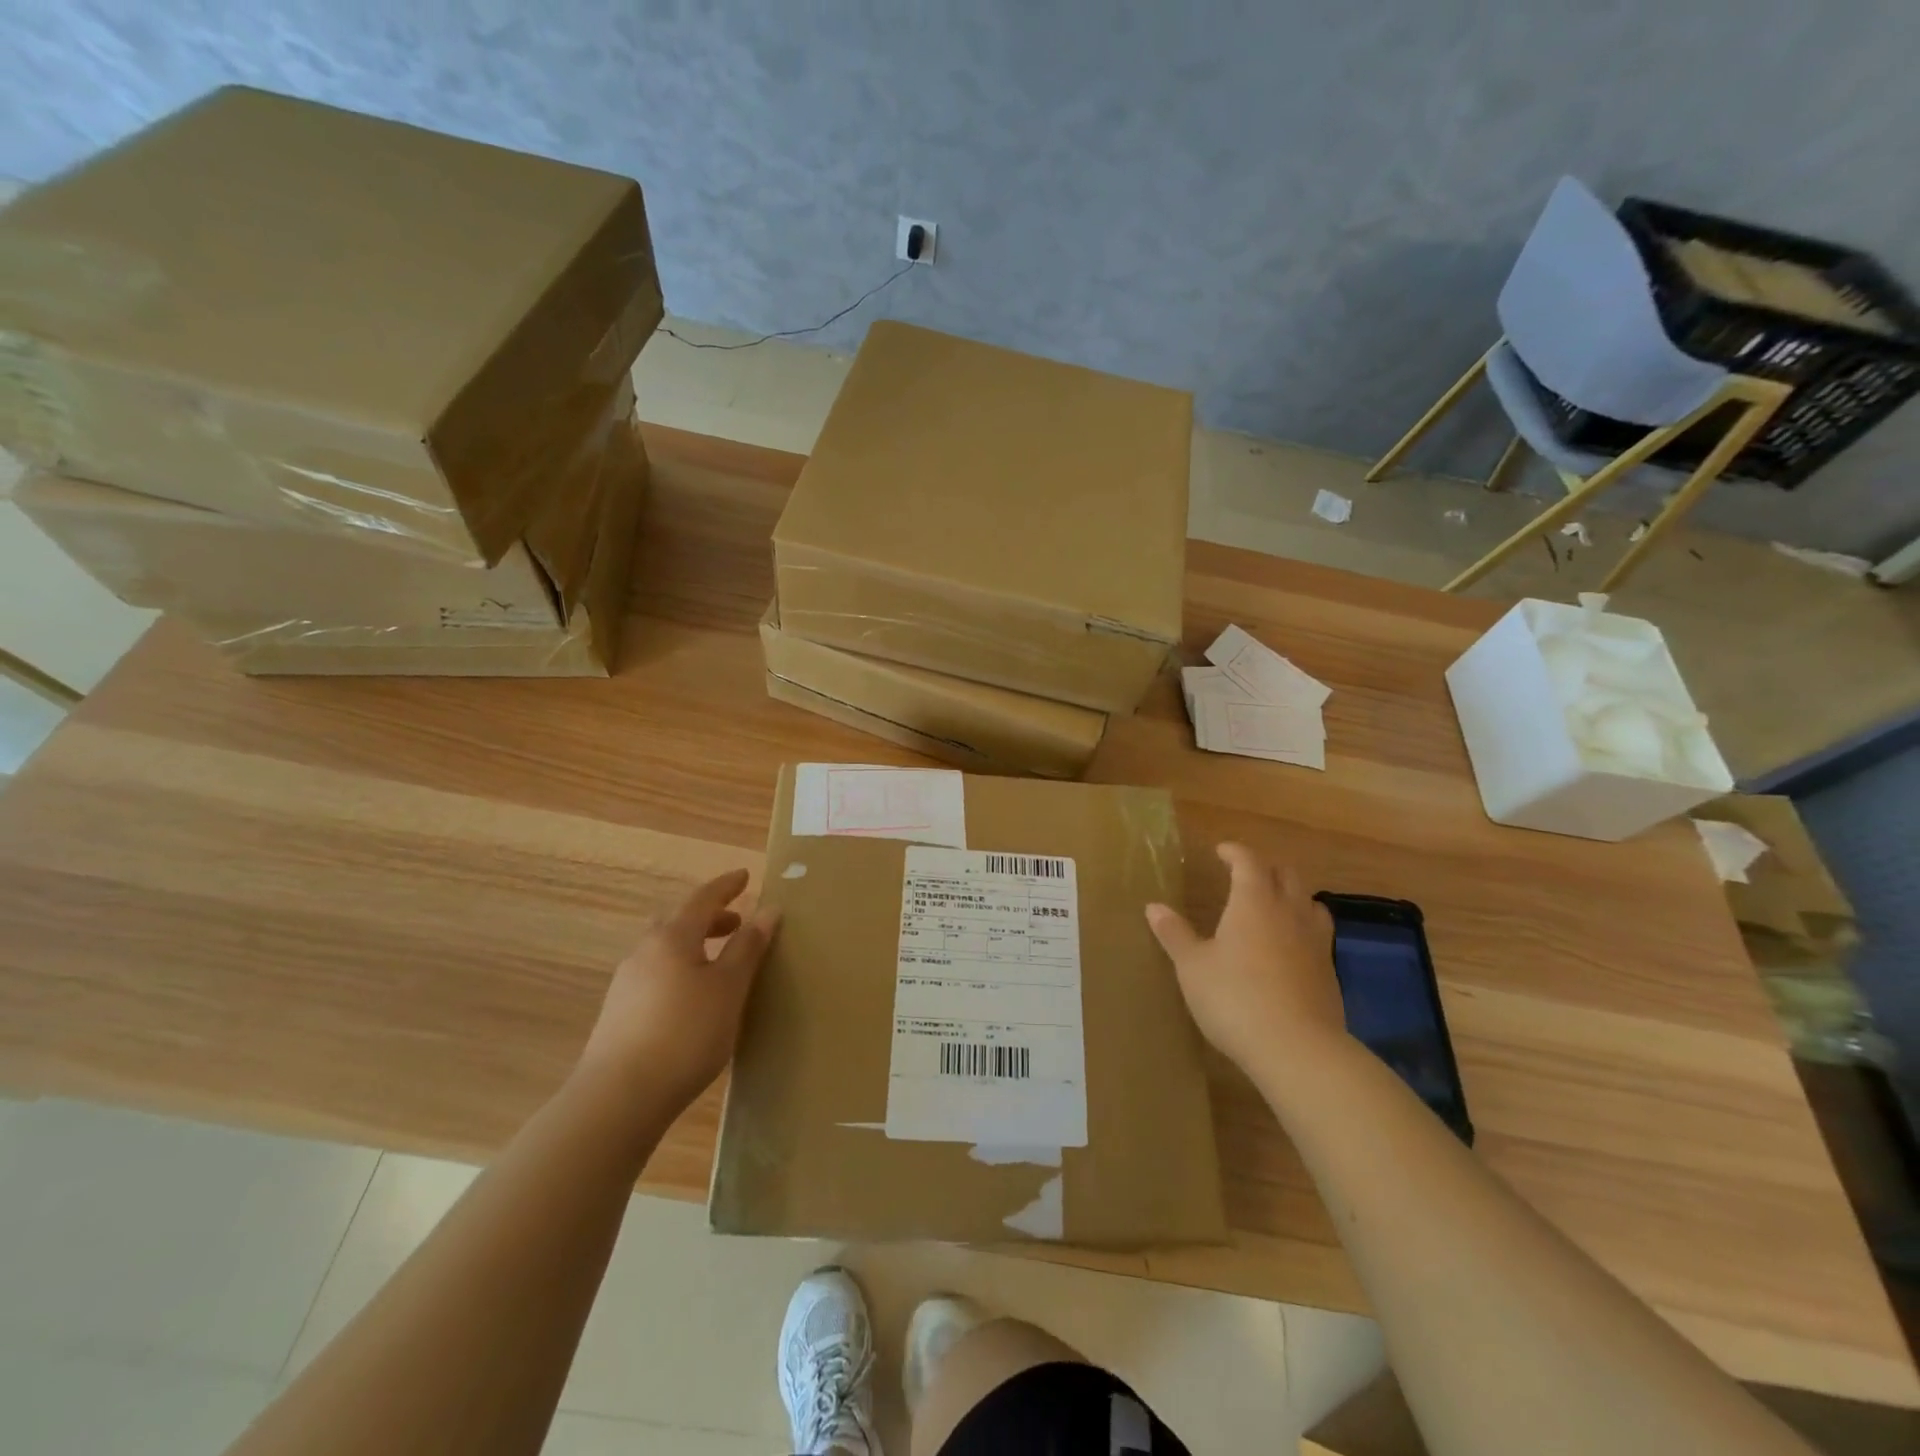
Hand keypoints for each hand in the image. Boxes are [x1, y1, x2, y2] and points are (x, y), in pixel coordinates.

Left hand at [578, 869, 779, 1112]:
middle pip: (679, 922)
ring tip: (719, 962)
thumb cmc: (685, 1033)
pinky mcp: (618, 1014)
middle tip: (737, 922)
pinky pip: (656, 974)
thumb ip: (748, 947)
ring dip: (694, 945)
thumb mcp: (728, 988)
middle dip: (709, 917)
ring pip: (665, 950)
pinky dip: (680, 969)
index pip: (702, 899)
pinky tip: (692, 997)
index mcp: (672, 937)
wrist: (618, 1099)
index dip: (726, 886)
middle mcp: (644, 952)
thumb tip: (768, 909)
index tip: (744, 875)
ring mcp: (626, 984)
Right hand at [1146, 843, 1346, 1076]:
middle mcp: (1289, 912)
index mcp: (1254, 902)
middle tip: (1245, 875)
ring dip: (1292, 896)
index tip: (1222, 851)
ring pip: (1310, 902)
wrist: (1298, 1049)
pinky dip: (1303, 929)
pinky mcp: (1329, 972)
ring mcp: (1315, 942)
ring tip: (1274, 906)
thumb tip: (1154, 907)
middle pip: (1286, 875)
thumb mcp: (1193, 966)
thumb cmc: (1235, 998)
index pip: (1249, 862)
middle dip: (1266, 869)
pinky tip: (1289, 948)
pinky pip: (1318, 935)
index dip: (1235, 852)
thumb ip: (1175, 934)